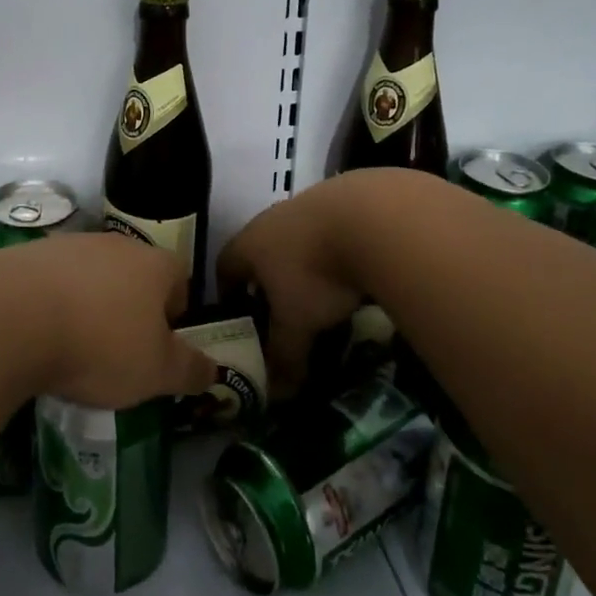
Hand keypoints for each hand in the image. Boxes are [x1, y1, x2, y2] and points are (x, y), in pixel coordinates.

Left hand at [11, 233, 216, 407]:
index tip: (159, 351)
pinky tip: (39, 335)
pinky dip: (53, 305)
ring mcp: (70, 244)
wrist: (12, 315)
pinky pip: (53, 282)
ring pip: (92, 277)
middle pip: (135, 276)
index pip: (180, 282)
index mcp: (155, 264)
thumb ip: (190, 370)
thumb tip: (215, 370)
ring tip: (73, 348)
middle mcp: (116, 243)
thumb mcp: (156, 372)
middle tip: (118, 354)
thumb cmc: (100, 343)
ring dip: (90, 306)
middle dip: (131, 311)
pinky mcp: (30, 254)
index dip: (175, 318)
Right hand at [216, 178, 370, 396]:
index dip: (227, 292)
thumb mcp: (297, 323)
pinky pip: (329, 229)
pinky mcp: (343, 199)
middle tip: (281, 310)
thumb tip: (276, 395)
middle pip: (259, 250)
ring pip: (295, 238)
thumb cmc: (317, 273)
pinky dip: (334, 250)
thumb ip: (284, 357)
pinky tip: (352, 270)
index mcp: (249, 244)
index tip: (238, 316)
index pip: (224, 266)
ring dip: (303, 263)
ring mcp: (307, 205)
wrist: (371, 218)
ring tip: (322, 293)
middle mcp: (271, 219)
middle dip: (266, 279)